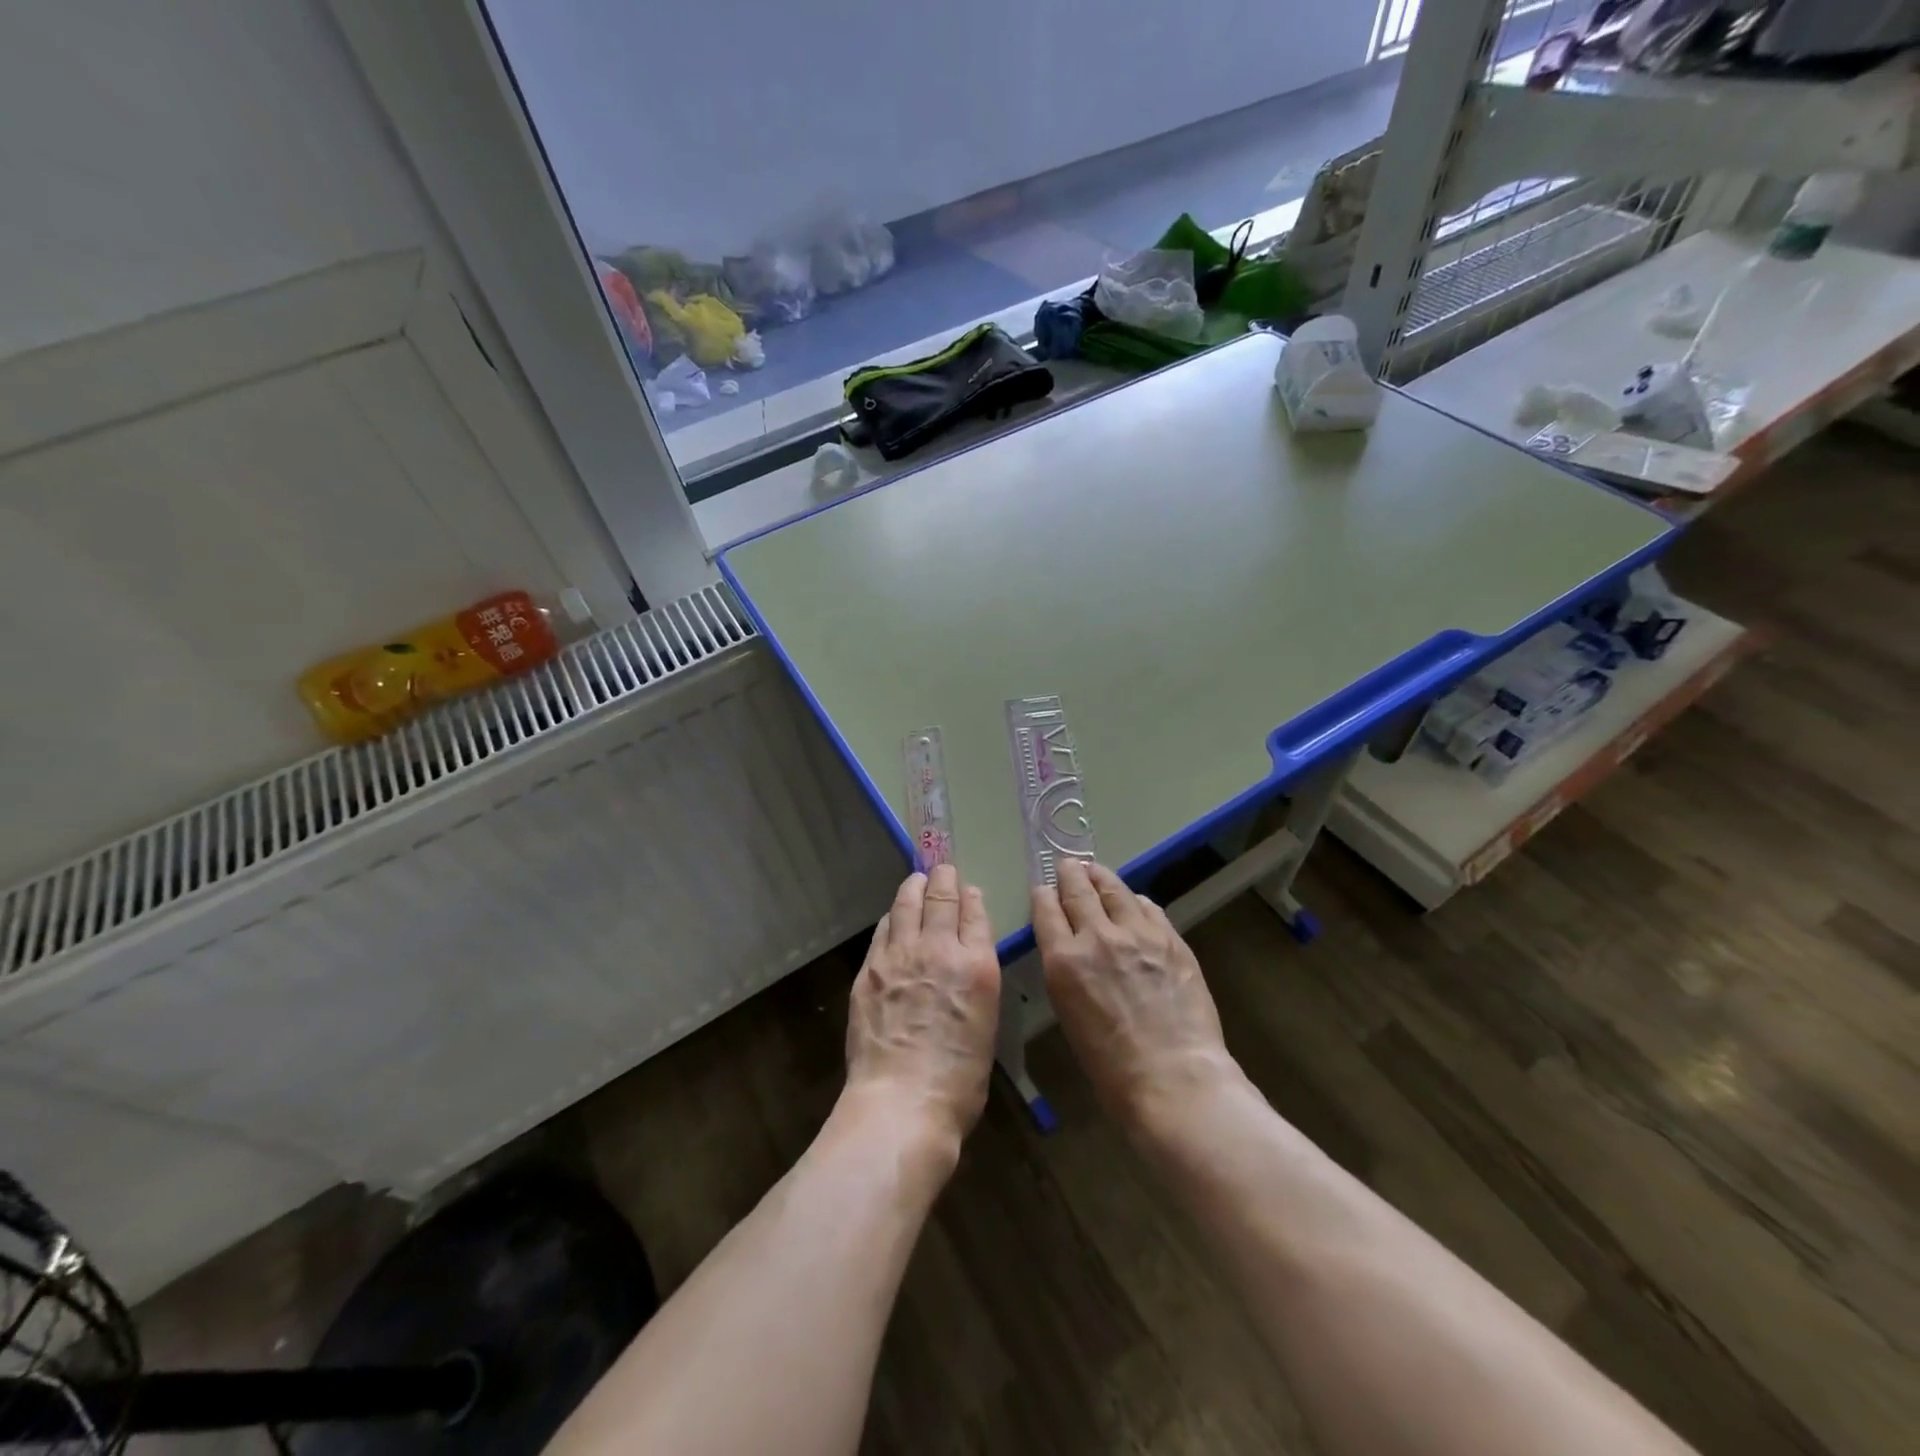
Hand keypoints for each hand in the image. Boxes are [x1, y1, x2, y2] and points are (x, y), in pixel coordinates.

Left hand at [846, 865, 1001, 1150]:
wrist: (902, 1102)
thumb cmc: (958, 1081)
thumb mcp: (985, 1026)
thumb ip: (976, 984)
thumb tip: (966, 964)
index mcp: (977, 965)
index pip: (975, 914)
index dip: (971, 897)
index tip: (968, 889)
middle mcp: (940, 949)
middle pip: (941, 899)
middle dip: (943, 880)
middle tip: (943, 870)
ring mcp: (900, 955)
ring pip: (907, 905)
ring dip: (914, 888)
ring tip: (917, 880)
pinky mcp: (870, 969)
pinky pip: (883, 930)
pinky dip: (892, 918)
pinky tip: (893, 918)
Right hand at [1032, 859, 1234, 1126]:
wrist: (1173, 1077)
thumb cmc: (1111, 1066)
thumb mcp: (1070, 1014)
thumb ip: (1068, 973)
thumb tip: (1074, 951)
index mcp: (1064, 960)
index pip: (1047, 911)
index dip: (1043, 894)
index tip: (1043, 887)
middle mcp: (1098, 937)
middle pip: (1079, 891)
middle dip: (1070, 874)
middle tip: (1068, 865)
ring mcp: (1138, 934)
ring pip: (1115, 891)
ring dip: (1102, 878)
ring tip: (1097, 871)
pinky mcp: (1171, 939)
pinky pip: (1149, 908)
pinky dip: (1136, 902)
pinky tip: (1135, 902)